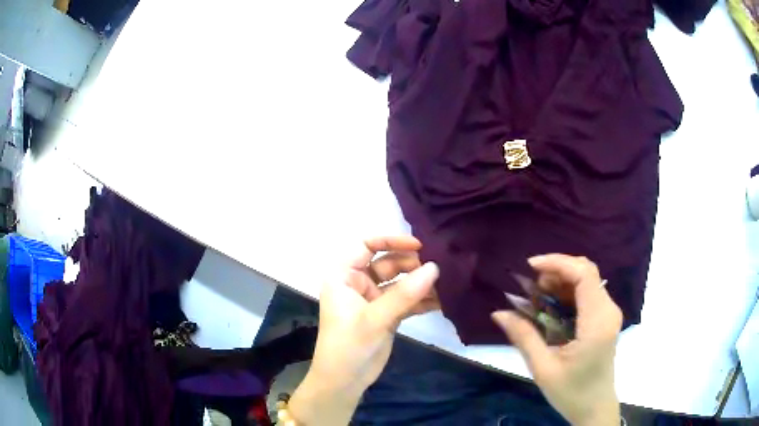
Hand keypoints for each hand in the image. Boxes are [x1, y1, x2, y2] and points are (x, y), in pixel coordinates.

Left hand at [289, 236, 439, 425]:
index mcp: (344, 275)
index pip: (366, 245)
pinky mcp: (386, 315)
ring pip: (400, 283)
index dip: (391, 240)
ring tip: (447, 282)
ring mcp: (374, 300)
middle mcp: (358, 283)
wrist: (344, 381)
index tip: (420, 246)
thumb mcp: (375, 318)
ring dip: (421, 283)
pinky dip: (422, 300)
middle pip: (388, 263)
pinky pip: (407, 301)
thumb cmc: (348, 345)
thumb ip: (405, 293)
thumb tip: (435, 267)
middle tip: (440, 267)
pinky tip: (443, 300)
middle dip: (412, 265)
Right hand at [492, 255, 621, 425]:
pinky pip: (587, 294)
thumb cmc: (571, 392)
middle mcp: (608, 310)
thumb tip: (499, 313)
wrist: (595, 408)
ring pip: (587, 281)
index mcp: (597, 322)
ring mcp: (609, 314)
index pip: (584, 274)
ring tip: (536, 295)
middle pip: (586, 272)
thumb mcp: (543, 369)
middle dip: (557, 270)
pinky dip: (567, 293)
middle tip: (530, 285)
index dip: (558, 262)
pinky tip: (550, 306)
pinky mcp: (605, 319)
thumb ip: (524, 337)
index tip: (530, 267)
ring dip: (561, 281)